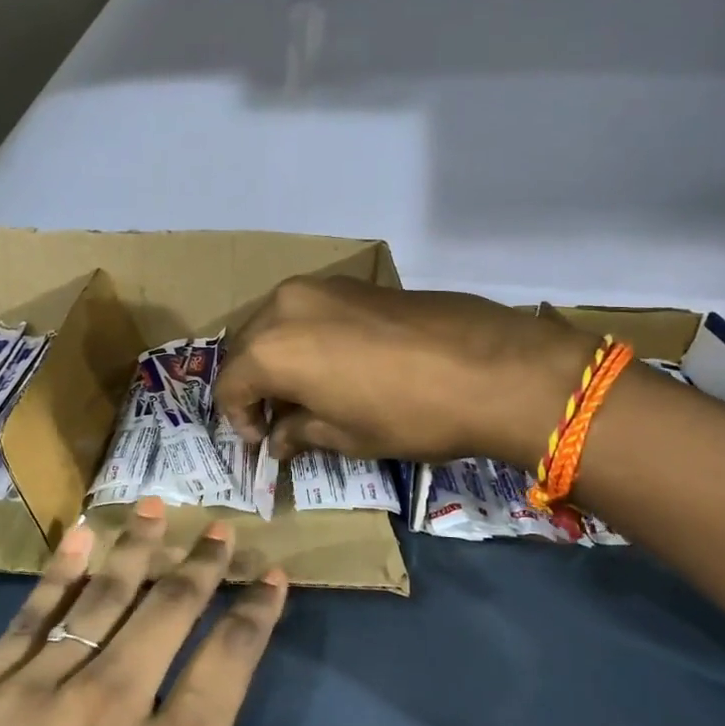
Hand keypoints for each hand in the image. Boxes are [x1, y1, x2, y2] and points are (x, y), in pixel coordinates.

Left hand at [0, 500, 364, 725]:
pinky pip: (28, 615)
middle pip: (168, 613)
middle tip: (222, 528)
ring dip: (138, 548)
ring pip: (102, 598)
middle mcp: (107, 712)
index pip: (227, 663)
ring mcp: (33, 695)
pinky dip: (59, 570)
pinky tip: (81, 534)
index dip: (255, 612)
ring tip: (161, 508)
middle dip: (202, 565)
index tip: (272, 574)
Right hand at [216, 276, 590, 465]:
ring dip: (280, 359)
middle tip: (278, 419)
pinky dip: (308, 339)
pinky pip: (311, 312)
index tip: (262, 443)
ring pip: (278, 324)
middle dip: (256, 385)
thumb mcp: (345, 435)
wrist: (493, 368)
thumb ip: (299, 432)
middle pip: (248, 348)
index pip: (231, 385)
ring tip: (306, 392)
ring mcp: (323, 287)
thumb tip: (277, 439)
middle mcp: (285, 306)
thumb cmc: (407, 415)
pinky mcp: (356, 282)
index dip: (239, 419)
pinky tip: (336, 365)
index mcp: (271, 349)